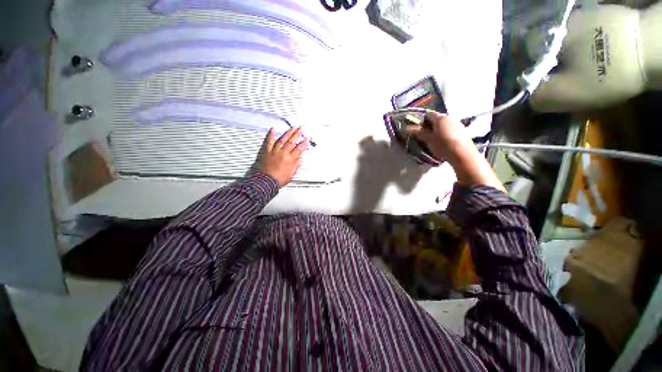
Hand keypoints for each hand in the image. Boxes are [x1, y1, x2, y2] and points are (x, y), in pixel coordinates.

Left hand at [258, 127, 309, 187]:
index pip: (299, 149)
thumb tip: (300, 159)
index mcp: (290, 160)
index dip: (304, 143)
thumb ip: (296, 165)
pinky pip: (268, 141)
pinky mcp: (266, 151)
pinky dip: (270, 134)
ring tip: (292, 128)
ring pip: (282, 139)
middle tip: (301, 129)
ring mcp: (274, 151)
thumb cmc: (277, 180)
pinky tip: (273, 129)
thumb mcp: (291, 174)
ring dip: (288, 133)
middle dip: (297, 134)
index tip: (307, 139)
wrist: (264, 181)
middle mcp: (283, 153)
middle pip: (291, 141)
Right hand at [406, 111, 504, 190]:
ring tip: (431, 140)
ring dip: (436, 130)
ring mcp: (457, 124)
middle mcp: (449, 117)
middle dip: (428, 125)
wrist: (462, 154)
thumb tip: (405, 128)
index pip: (427, 114)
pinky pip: (449, 129)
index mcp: (440, 117)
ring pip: (443, 124)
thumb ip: (417, 132)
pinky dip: (443, 133)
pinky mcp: (462, 131)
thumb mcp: (427, 139)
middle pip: (436, 119)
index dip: (420, 119)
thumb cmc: (442, 144)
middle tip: (422, 135)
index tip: (415, 127)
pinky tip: (442, 142)